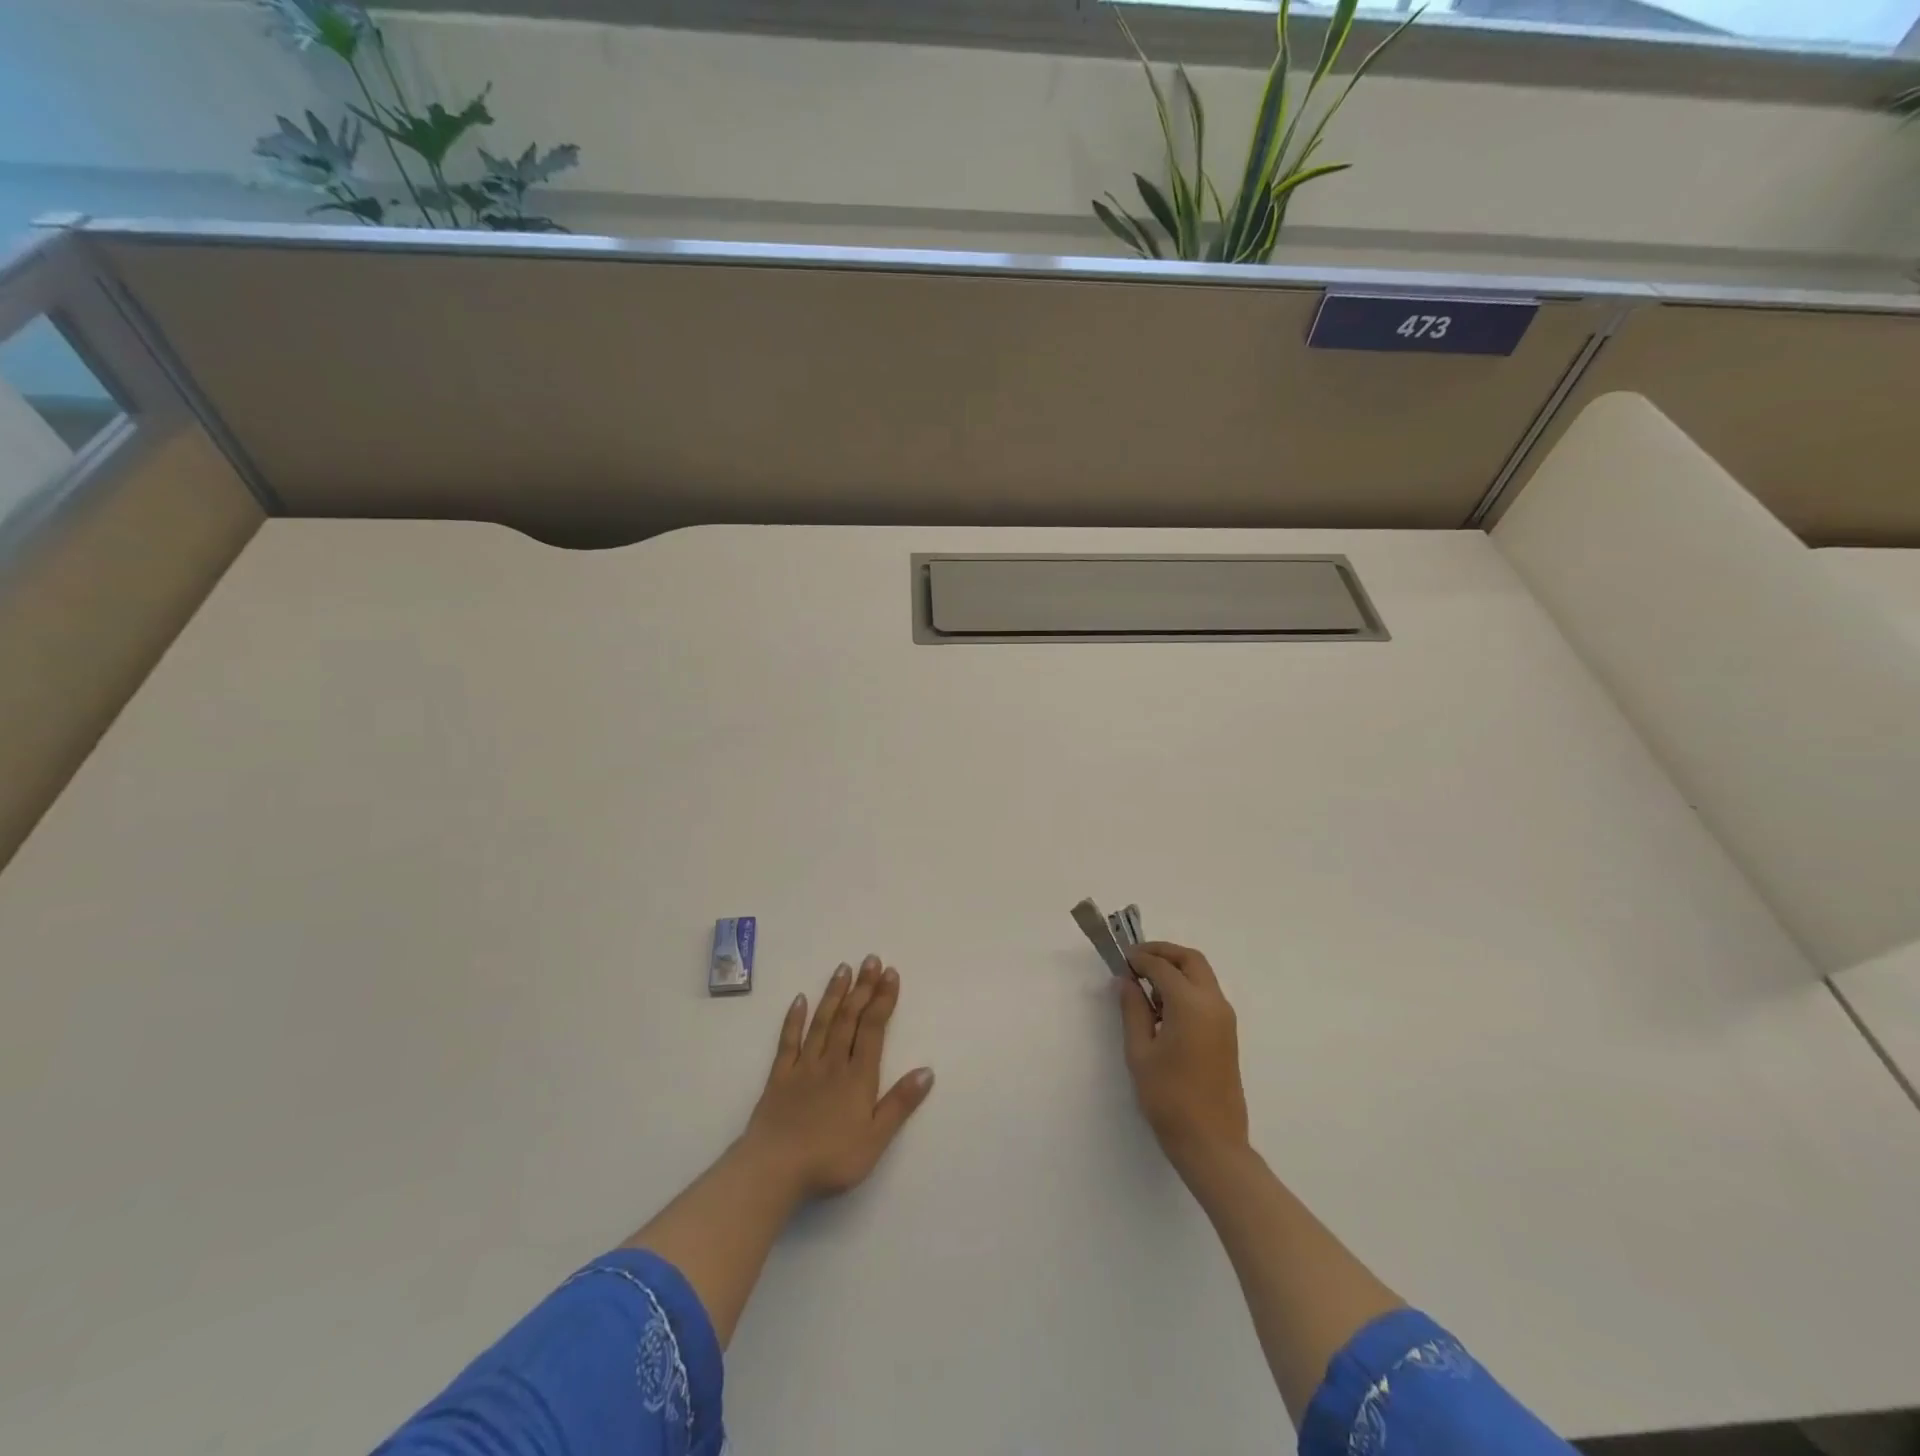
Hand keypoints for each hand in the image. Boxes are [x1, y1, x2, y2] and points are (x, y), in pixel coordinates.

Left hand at [742, 956, 934, 1200]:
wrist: (774, 1169)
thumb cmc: (830, 1158)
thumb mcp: (875, 1139)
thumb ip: (900, 1104)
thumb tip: (927, 1071)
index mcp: (858, 1077)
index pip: (873, 1029)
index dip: (883, 999)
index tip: (890, 973)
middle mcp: (833, 1062)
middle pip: (849, 1018)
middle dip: (862, 987)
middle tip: (870, 959)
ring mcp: (803, 1066)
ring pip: (822, 1022)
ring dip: (834, 994)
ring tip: (843, 968)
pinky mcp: (779, 1076)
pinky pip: (788, 1041)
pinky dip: (794, 1019)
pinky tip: (800, 999)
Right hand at [1117, 942, 1249, 1174]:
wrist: (1212, 1143)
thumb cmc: (1169, 1098)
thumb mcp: (1140, 1052)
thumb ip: (1132, 1010)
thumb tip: (1126, 981)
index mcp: (1191, 1005)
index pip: (1162, 967)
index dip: (1139, 959)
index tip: (1120, 960)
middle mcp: (1214, 1004)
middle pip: (1190, 960)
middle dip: (1163, 953)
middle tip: (1136, 960)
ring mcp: (1225, 1019)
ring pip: (1201, 976)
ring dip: (1175, 970)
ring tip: (1146, 986)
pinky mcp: (1227, 1034)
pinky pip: (1206, 995)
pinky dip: (1185, 987)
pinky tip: (1163, 1008)